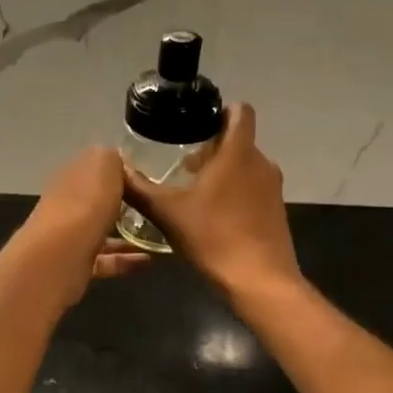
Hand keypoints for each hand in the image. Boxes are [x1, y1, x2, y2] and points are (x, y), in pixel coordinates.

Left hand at [18, 146, 152, 307]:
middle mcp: (66, 203)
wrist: (62, 254)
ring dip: (127, 234)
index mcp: (71, 175)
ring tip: (155, 237)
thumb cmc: (86, 203)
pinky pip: (105, 260)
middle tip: (152, 208)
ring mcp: (69, 235)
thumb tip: (115, 161)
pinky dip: (126, 260)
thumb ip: (111, 158)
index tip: (144, 179)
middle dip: (121, 204)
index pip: (94, 168)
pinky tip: (148, 261)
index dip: (117, 171)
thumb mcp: (104, 164)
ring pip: (101, 231)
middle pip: (95, 200)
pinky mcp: (76, 264)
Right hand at [123, 103, 299, 297]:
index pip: (241, 112)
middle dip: (212, 146)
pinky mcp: (276, 211)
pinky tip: (211, 215)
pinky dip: (234, 191)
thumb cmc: (213, 237)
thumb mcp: (167, 213)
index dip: (220, 110)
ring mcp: (272, 188)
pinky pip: (253, 187)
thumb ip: (139, 189)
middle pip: (239, 140)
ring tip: (192, 190)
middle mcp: (261, 163)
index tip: (196, 122)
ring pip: (246, 165)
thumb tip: (116, 170)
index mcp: (238, 153)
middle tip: (182, 164)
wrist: (259, 283)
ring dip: (222, 170)